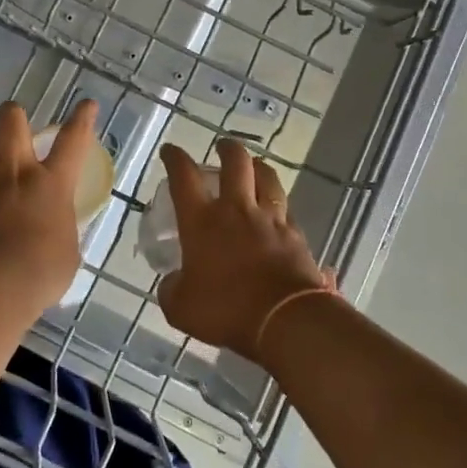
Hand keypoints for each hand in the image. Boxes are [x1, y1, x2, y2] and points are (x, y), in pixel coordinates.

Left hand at [0, 99, 98, 308]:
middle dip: (12, 116)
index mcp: (51, 184)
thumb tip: (54, 231)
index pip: (73, 141)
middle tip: (12, 126)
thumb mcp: (67, 253)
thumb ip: (60, 231)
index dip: (81, 119)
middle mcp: (14, 172)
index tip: (86, 104)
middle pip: (11, 120)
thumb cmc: (41, 274)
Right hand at [157, 140, 331, 359]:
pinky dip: (278, 206)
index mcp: (202, 220)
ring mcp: (270, 218)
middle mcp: (236, 209)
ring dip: (258, 167)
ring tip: (254, 168)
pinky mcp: (295, 234)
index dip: (175, 158)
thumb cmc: (226, 310)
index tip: (170, 150)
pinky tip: (277, 213)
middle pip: (235, 162)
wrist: (286, 320)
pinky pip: (286, 210)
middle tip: (222, 147)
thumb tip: (172, 282)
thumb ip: (172, 290)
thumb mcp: (181, 308)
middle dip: (227, 148)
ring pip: (267, 177)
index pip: (184, 177)